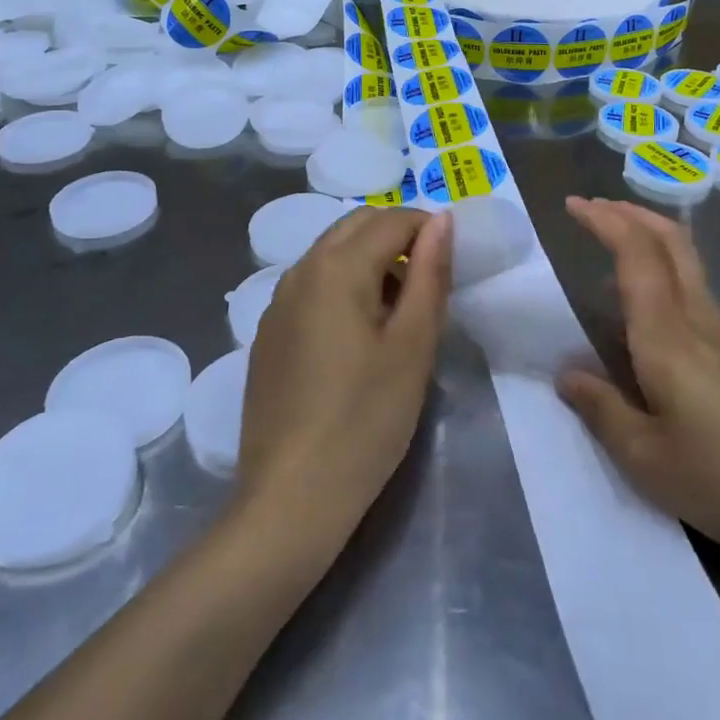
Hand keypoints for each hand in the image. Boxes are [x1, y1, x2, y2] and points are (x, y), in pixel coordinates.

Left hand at [237, 208, 452, 551]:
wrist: (290, 499)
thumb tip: (441, 219)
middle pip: (356, 225)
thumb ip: (430, 273)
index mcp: (337, 266)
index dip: (428, 230)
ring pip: (331, 252)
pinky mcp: (267, 333)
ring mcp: (277, 302)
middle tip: (428, 283)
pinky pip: (311, 285)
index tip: (452, 263)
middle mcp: (300, 270)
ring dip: (369, 260)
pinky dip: (341, 285)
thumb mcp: (413, 345)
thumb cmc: (366, 420)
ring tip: (397, 312)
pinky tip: (356, 337)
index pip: (392, 219)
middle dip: (397, 236)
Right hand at [556, 197, 719, 575]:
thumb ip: (602, 411)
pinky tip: (653, 314)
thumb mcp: (648, 461)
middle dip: (631, 213)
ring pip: (688, 263)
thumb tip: (566, 375)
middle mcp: (699, 321)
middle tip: (595, 208)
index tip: (573, 205)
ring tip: (615, 250)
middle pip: (670, 241)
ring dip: (650, 238)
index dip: (604, 220)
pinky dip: (666, 273)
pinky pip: (697, 293)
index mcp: (667, 337)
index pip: (635, 254)